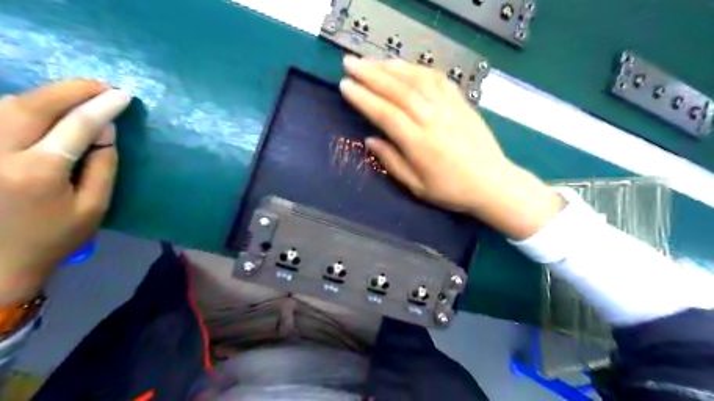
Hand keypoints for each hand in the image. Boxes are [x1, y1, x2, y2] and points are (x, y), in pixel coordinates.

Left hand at [0, 80, 129, 303]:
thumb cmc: (53, 238)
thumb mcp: (94, 208)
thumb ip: (103, 166)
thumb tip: (107, 130)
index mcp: (38, 173)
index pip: (76, 126)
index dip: (102, 107)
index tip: (123, 95)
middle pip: (33, 105)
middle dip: (71, 90)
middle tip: (101, 86)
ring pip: (5, 104)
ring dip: (45, 96)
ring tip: (75, 96)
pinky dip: (18, 105)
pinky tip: (40, 108)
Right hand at [340, 54, 563, 238]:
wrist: (492, 182)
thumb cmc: (451, 190)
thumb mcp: (417, 186)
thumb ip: (392, 161)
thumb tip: (370, 140)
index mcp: (419, 142)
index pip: (384, 113)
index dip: (362, 98)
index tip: (345, 85)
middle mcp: (432, 118)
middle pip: (397, 89)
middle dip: (370, 73)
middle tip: (349, 63)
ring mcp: (449, 106)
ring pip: (415, 79)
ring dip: (390, 67)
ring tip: (371, 61)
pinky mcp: (461, 101)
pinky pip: (437, 78)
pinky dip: (417, 69)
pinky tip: (404, 66)